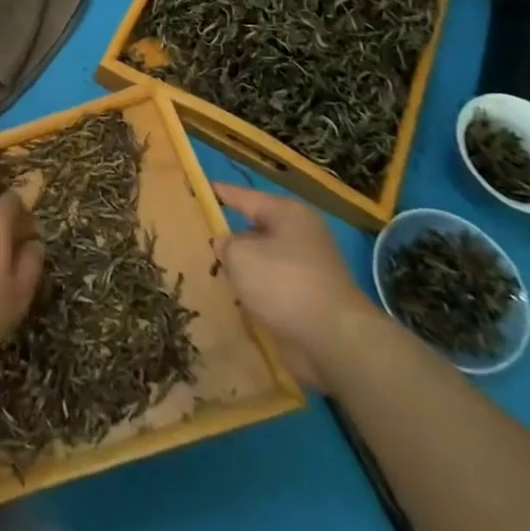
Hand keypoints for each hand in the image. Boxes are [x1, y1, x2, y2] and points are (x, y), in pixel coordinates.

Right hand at [213, 183, 382, 388]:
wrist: (336, 342)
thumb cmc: (285, 284)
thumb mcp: (240, 255)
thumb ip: (224, 244)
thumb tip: (225, 245)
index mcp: (287, 213)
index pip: (243, 195)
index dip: (217, 192)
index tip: (194, 188)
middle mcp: (301, 236)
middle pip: (254, 229)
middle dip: (228, 237)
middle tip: (195, 239)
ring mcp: (307, 269)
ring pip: (262, 261)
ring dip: (240, 269)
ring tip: (208, 272)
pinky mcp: (308, 300)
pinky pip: (271, 288)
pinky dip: (254, 293)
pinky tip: (232, 301)